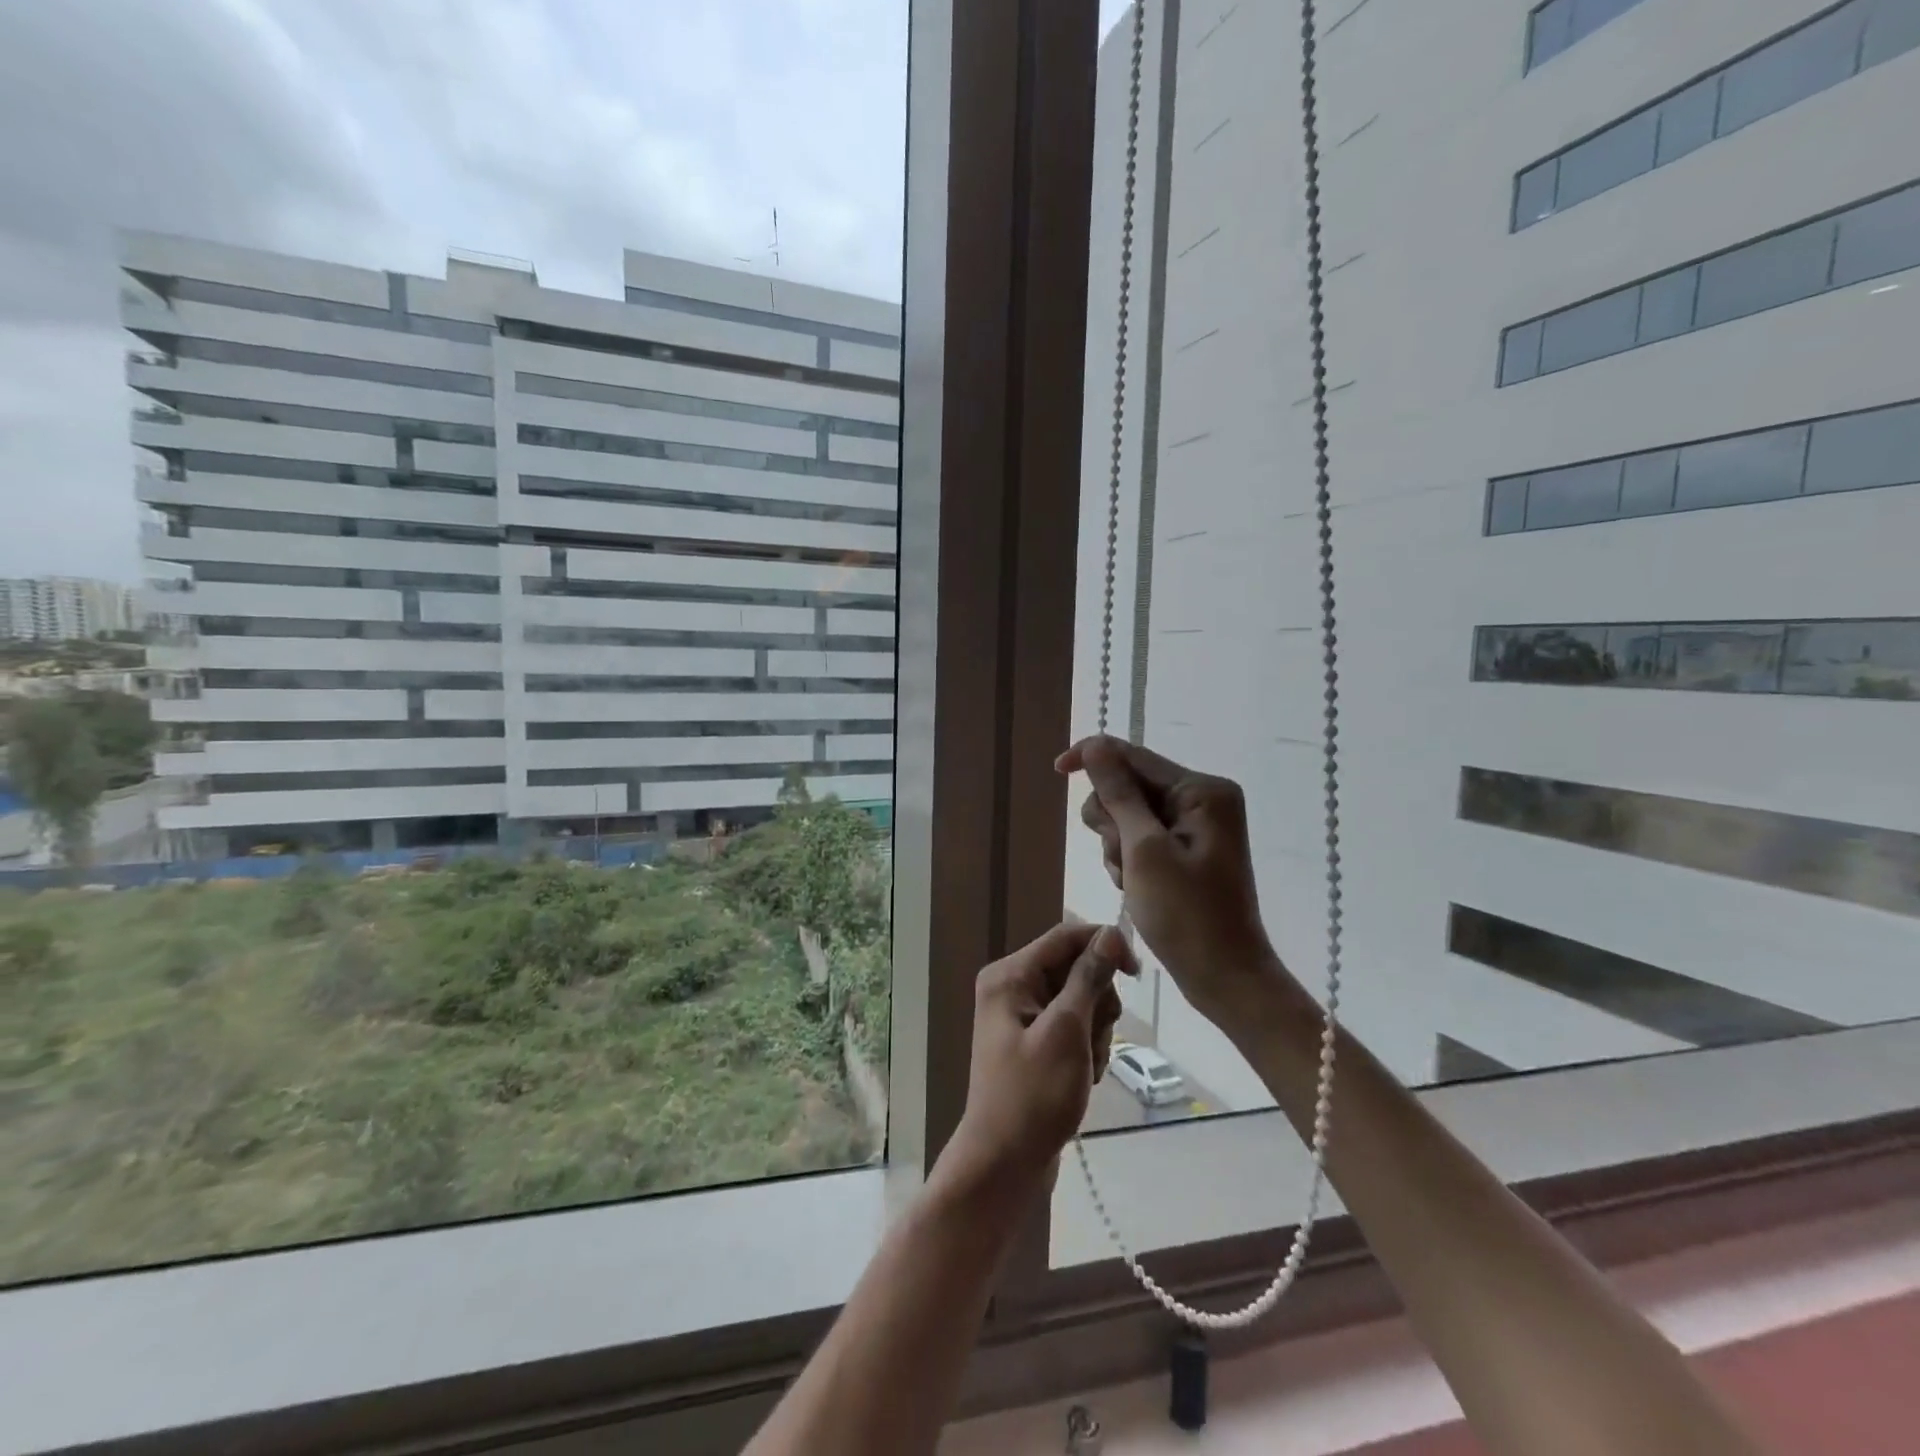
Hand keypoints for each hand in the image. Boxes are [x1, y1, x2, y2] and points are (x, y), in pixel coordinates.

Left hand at [940, 922, 1130, 1197]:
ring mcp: (1022, 1016)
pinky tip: (1083, 1077)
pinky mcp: (1034, 1042)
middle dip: (1097, 1002)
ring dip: (1095, 1030)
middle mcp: (1012, 987)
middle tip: (1093, 1040)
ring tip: (1087, 1066)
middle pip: (1075, 968)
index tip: (1136, 972)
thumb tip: (1111, 932)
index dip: (1104, 945)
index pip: (1066, 936)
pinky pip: (1072, 1027)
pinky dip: (1086, 1048)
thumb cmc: (1034, 1095)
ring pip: (1080, 1000)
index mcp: (1010, 975)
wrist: (1004, 1164)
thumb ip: (1088, 978)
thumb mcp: (1067, 1031)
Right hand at [1056, 735, 1280, 1021]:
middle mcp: (1202, 799)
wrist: (1224, 978)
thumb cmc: (1186, 915)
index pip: (1134, 756)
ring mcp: (1195, 826)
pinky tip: (1136, 888)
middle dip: (1112, 821)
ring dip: (1117, 846)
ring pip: (1127, 815)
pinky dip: (1128, 860)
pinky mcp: (1186, 850)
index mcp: (1202, 791)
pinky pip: (1139, 838)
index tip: (1056, 769)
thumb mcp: (1144, 850)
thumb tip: (1095, 747)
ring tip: (1131, 881)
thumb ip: (1118, 795)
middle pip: (1128, 786)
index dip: (1093, 758)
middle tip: (1122, 859)